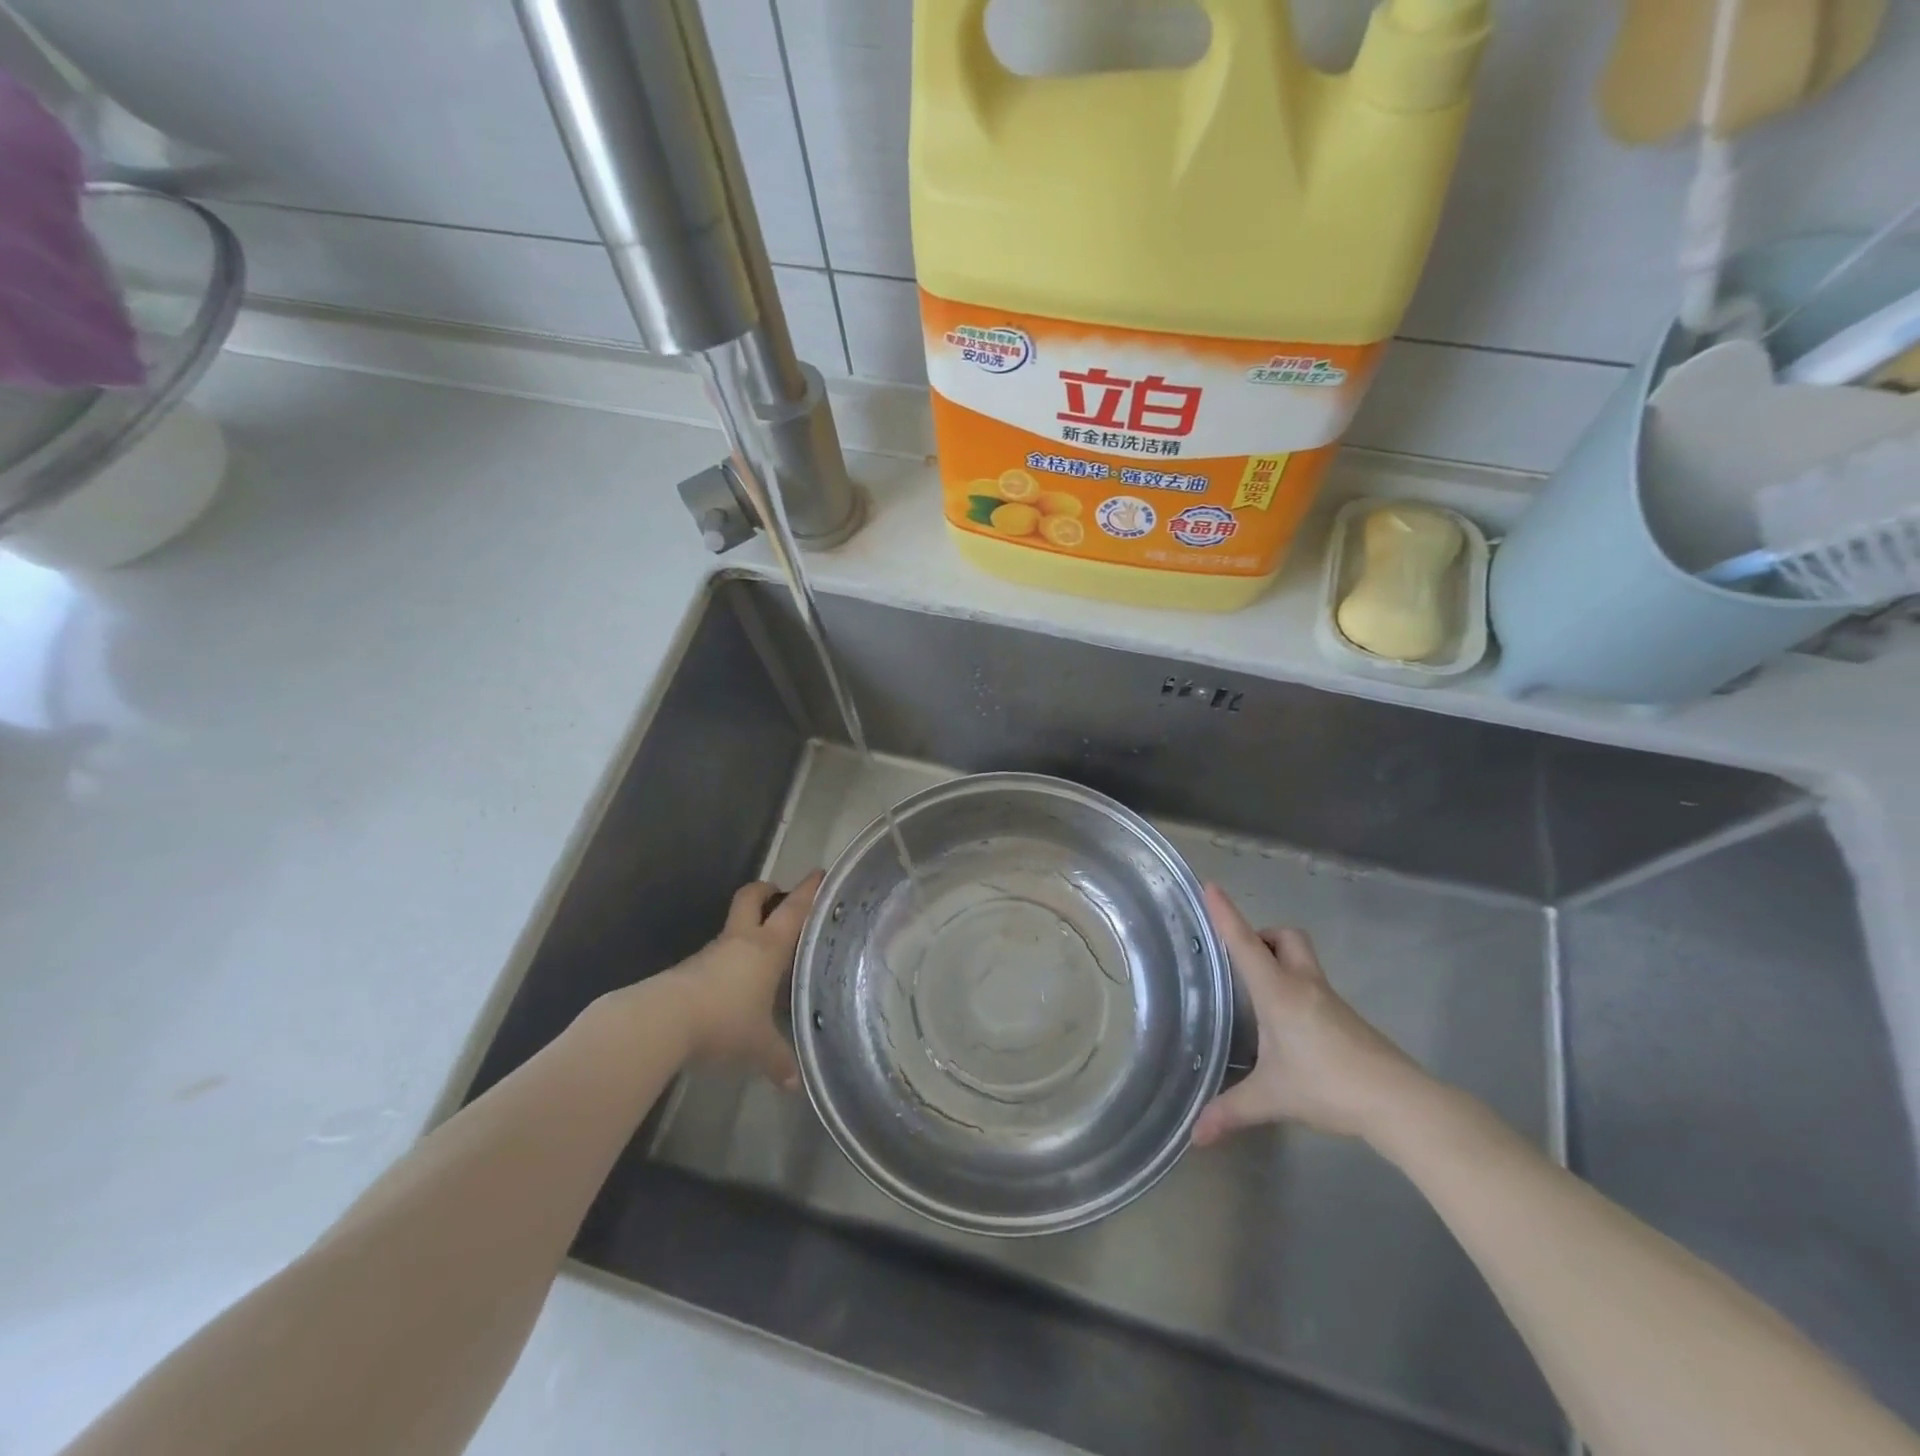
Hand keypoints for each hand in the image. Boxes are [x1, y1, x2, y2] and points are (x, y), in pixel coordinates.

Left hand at [656, 870, 823, 1087]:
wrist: (663, 1020)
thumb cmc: (724, 1020)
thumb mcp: (757, 1045)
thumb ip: (778, 1059)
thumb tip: (796, 1083)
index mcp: (767, 947)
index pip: (793, 909)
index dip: (808, 890)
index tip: (819, 874)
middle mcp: (741, 940)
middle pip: (752, 898)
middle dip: (766, 891)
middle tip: (780, 897)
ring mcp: (713, 952)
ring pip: (734, 928)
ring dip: (747, 930)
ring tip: (764, 953)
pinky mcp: (691, 968)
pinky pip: (718, 956)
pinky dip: (730, 960)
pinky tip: (737, 984)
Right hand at [1192, 884, 1429, 1145]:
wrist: (1399, 1102)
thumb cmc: (1328, 1086)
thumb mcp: (1272, 1098)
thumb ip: (1231, 1111)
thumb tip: (1195, 1135)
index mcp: (1279, 992)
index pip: (1245, 943)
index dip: (1226, 914)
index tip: (1210, 886)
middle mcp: (1303, 984)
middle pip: (1286, 936)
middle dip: (1262, 936)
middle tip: (1242, 959)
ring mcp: (1329, 999)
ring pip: (1302, 959)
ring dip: (1279, 961)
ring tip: (1257, 994)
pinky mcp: (1345, 1017)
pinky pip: (1313, 986)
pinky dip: (1295, 989)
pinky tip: (1288, 1025)